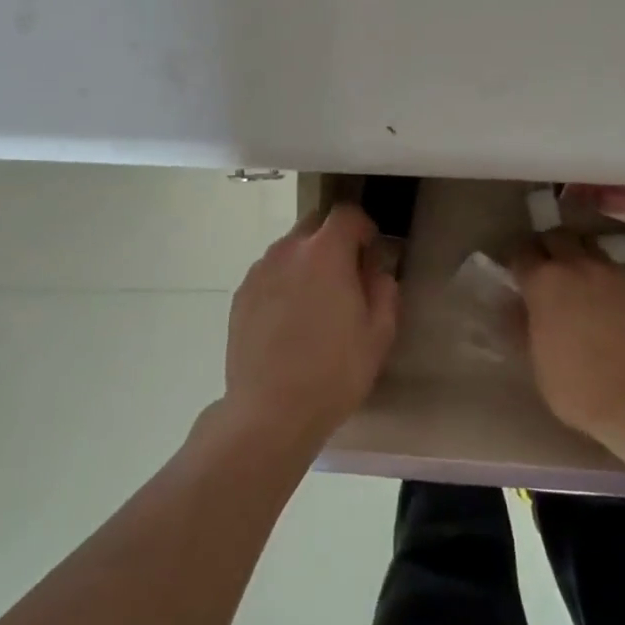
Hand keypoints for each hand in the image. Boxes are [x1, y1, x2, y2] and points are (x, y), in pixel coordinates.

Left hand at [223, 203, 399, 449]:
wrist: (270, 411)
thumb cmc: (334, 372)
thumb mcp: (378, 334)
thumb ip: (383, 290)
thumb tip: (376, 271)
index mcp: (325, 252)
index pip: (347, 213)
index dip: (363, 227)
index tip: (371, 253)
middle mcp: (288, 250)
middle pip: (314, 224)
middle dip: (333, 240)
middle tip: (346, 277)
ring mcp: (259, 271)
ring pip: (289, 249)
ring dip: (307, 262)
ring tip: (316, 304)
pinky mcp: (241, 295)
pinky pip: (269, 274)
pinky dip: (283, 283)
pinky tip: (289, 321)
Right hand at [516, 232, 624, 441]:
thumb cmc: (576, 386)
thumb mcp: (535, 359)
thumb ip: (522, 325)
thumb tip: (513, 306)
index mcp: (544, 281)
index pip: (521, 252)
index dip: (517, 261)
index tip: (516, 274)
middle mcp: (578, 266)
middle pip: (558, 236)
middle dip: (548, 248)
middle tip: (547, 270)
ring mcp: (615, 274)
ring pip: (592, 249)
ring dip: (581, 259)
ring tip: (582, 284)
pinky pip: (621, 275)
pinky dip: (612, 284)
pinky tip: (615, 309)